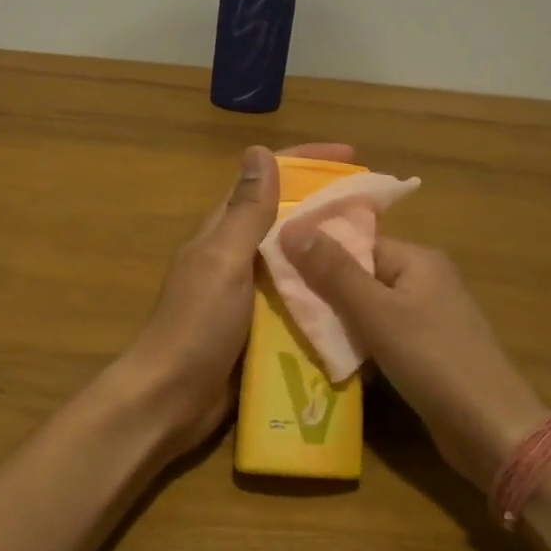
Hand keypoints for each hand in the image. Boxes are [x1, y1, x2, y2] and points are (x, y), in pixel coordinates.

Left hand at [126, 143, 354, 451]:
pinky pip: (297, 300)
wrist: (172, 399)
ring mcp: (248, 294)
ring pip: (295, 260)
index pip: (267, 182)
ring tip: (378, 250)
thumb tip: (259, 151)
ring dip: (329, 251)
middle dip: (327, 207)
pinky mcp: (260, 327)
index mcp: (224, 233)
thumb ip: (245, 212)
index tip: (351, 156)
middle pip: (286, 219)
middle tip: (377, 209)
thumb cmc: (197, 325)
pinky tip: (355, 297)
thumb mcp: (223, 261)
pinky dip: (322, 293)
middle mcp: (236, 256)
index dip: (306, 163)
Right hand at [279, 230, 547, 492]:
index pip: (356, 243)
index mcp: (418, 259)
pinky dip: (357, 343)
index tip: (275, 266)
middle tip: (279, 302)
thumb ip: (333, 271)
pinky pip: (380, 335)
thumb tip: (290, 226)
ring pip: (367, 308)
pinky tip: (330, 357)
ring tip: (295, 330)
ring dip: (337, 321)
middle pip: (360, 274)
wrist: (490, 429)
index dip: (317, 252)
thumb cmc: (432, 359)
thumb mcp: (376, 312)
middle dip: (323, 290)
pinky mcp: (425, 351)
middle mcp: (424, 281)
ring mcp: (427, 318)